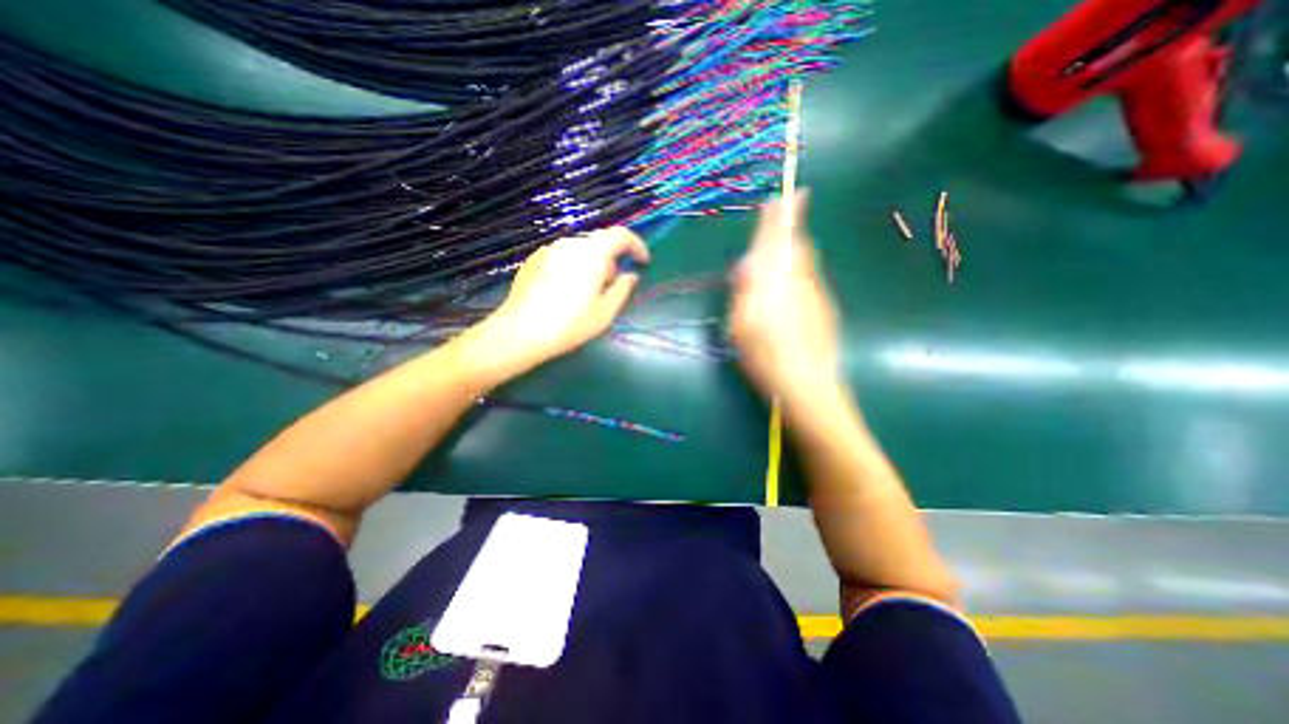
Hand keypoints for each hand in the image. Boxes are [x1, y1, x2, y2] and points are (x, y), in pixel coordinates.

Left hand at [457, 226, 650, 390]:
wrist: (521, 331)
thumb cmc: (570, 324)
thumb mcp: (605, 312)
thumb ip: (622, 289)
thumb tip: (631, 276)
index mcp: (592, 253)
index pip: (621, 235)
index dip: (636, 245)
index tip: (643, 262)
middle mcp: (571, 244)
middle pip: (600, 243)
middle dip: (611, 261)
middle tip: (610, 287)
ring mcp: (549, 249)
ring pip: (580, 250)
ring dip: (591, 264)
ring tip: (586, 293)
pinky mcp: (534, 259)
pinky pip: (562, 256)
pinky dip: (573, 267)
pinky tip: (565, 292)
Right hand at [734, 191, 846, 413]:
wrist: (806, 383)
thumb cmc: (764, 354)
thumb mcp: (740, 323)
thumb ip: (744, 291)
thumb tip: (748, 265)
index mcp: (775, 281)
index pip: (777, 241)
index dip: (780, 218)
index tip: (786, 194)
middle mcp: (799, 280)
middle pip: (798, 244)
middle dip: (793, 224)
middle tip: (792, 206)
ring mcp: (816, 294)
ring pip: (807, 260)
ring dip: (797, 245)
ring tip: (789, 239)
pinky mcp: (825, 309)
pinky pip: (811, 278)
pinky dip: (801, 268)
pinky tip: (794, 280)